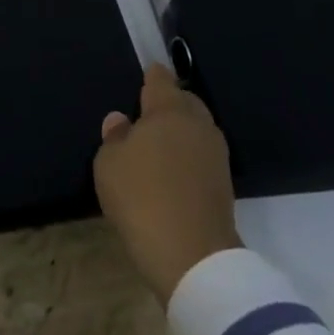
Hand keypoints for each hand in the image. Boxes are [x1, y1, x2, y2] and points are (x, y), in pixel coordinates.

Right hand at [94, 62, 240, 306]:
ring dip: (181, 131)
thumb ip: (114, 136)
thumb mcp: (109, 164)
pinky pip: (202, 155)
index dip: (151, 77)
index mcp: (169, 110)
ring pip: (197, 129)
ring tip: (159, 144)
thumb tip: (122, 121)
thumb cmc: (142, 197)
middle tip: (147, 115)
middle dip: (170, 103)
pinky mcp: (224, 184)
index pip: (161, 79)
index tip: (143, 78)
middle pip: (185, 101)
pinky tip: (173, 170)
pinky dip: (189, 156)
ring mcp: (216, 155)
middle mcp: (198, 124)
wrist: (192, 257)